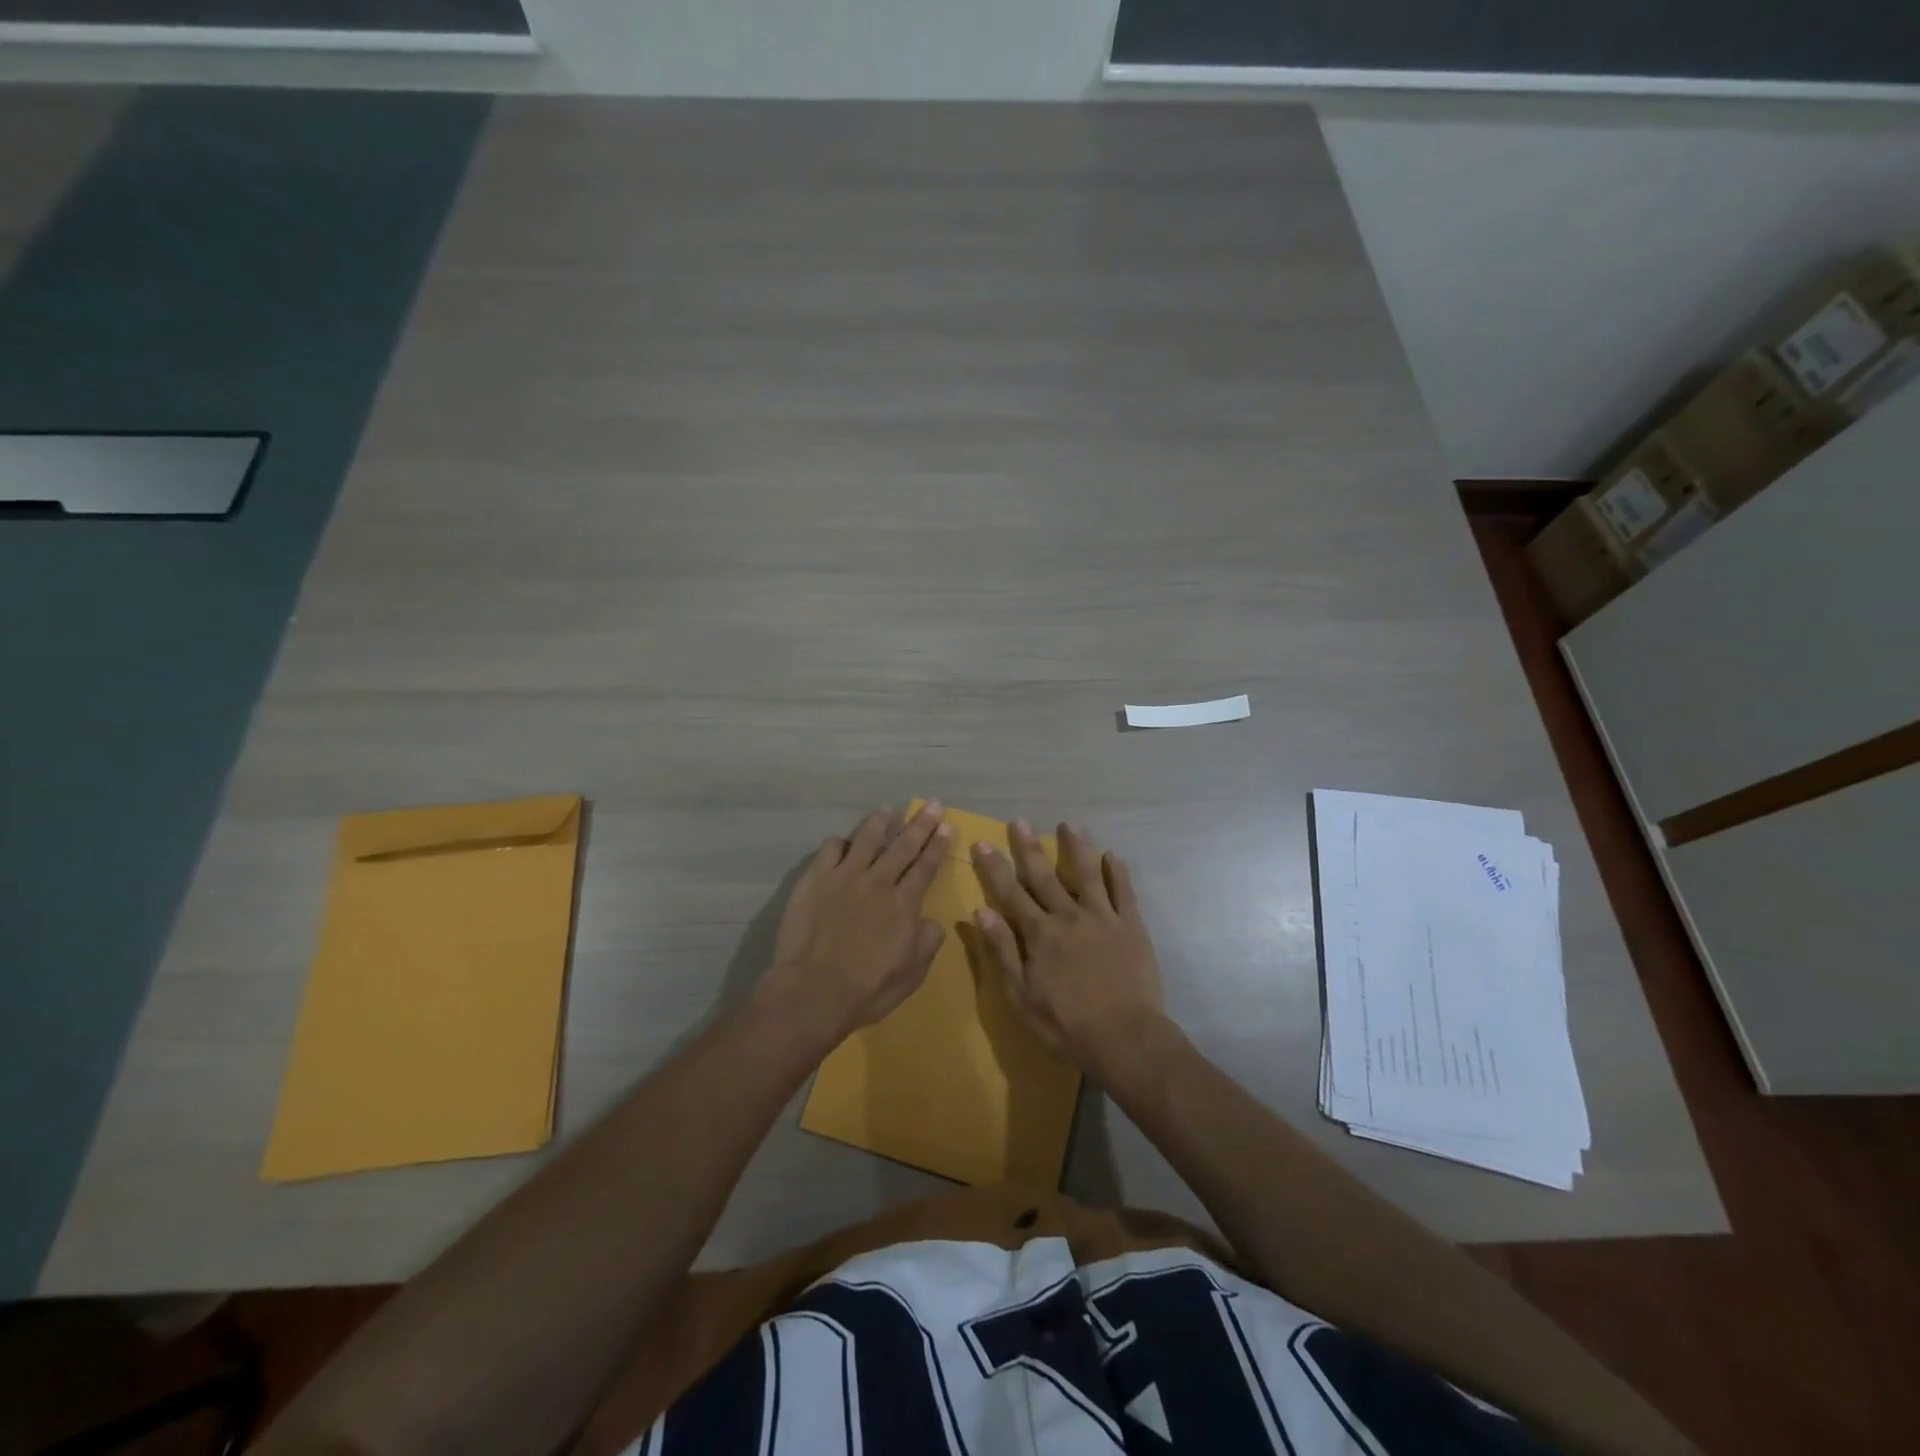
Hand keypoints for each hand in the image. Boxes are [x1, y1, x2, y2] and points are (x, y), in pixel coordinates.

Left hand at [766, 802, 951, 1040]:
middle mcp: (879, 881)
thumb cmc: (868, 989)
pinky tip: (842, 844)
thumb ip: (927, 942)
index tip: (946, 826)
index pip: (926, 866)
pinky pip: (830, 848)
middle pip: (903, 845)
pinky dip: (840, 843)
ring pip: (867, 838)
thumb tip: (930, 921)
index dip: (937, 845)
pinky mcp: (815, 879)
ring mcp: (845, 876)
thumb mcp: (913, 973)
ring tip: (887, 810)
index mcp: (904, 904)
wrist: (815, 990)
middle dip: (920, 824)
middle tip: (932, 805)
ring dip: (880, 822)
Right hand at [969, 820, 1166, 1079]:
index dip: (994, 867)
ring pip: (1087, 873)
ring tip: (1069, 824)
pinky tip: (1112, 855)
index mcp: (1040, 933)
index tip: (982, 843)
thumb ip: (1003, 950)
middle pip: (1044, 875)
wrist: (1125, 1038)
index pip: (1011, 892)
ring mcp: (1103, 918)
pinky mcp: (1131, 926)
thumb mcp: (1021, 995)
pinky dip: (1117, 871)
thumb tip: (981, 911)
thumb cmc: (1066, 1025)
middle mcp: (1069, 916)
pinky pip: (1124, 892)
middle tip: (1019, 821)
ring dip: (1076, 847)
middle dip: (1029, 847)